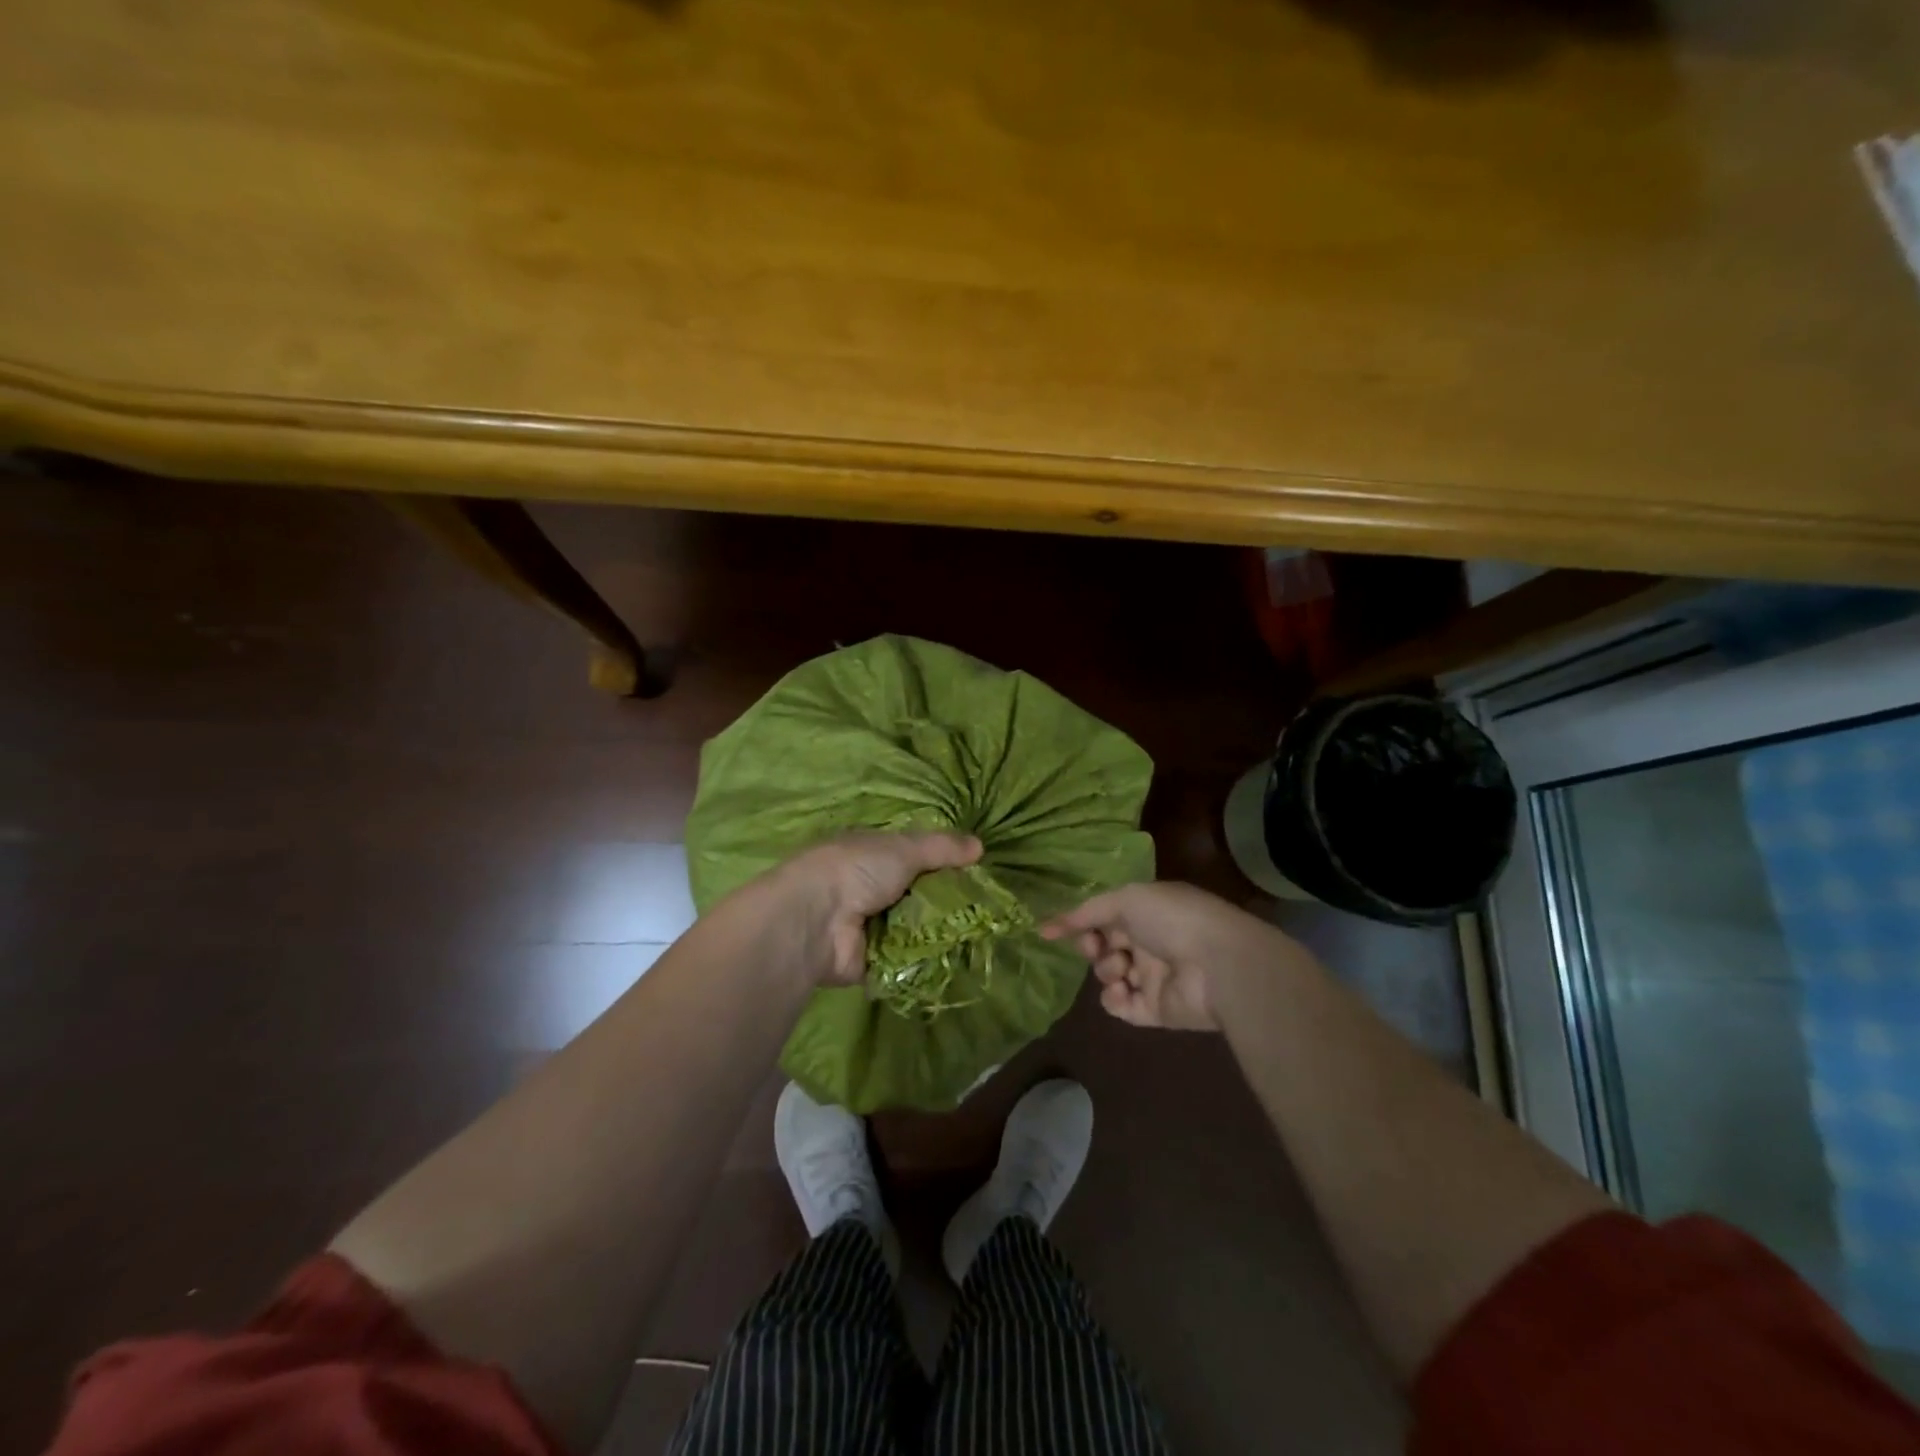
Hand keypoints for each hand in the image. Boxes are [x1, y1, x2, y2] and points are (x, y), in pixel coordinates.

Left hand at [772, 831, 983, 986]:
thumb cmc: (857, 870)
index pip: (913, 856)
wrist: (816, 920)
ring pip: (915, 927)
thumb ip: (941, 848)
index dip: (942, 862)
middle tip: (984, 907)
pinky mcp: (871, 962)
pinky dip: (926, 958)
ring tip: (979, 933)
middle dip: (944, 900)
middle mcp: (869, 888)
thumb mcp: (904, 848)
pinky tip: (959, 957)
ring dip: (939, 930)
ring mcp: (869, 926)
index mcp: (870, 854)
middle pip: (916, 893)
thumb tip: (980, 845)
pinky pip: (907, 959)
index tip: (975, 871)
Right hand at [1041, 881, 1304, 1030]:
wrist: (1216, 963)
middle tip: (1098, 949)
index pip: (1105, 917)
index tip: (1062, 931)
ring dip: (1106, 972)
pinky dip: (1115, 1000)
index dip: (1083, 924)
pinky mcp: (1156, 1010)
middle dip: (1093, 948)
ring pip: (1110, 976)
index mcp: (1147, 912)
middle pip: (1105, 947)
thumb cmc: (1172, 919)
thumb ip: (1085, 913)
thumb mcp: (1125, 900)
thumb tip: (1043, 927)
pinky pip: (1122, 1007)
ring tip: (1120, 970)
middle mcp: (1149, 943)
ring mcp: (1153, 977)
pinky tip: (1122, 992)